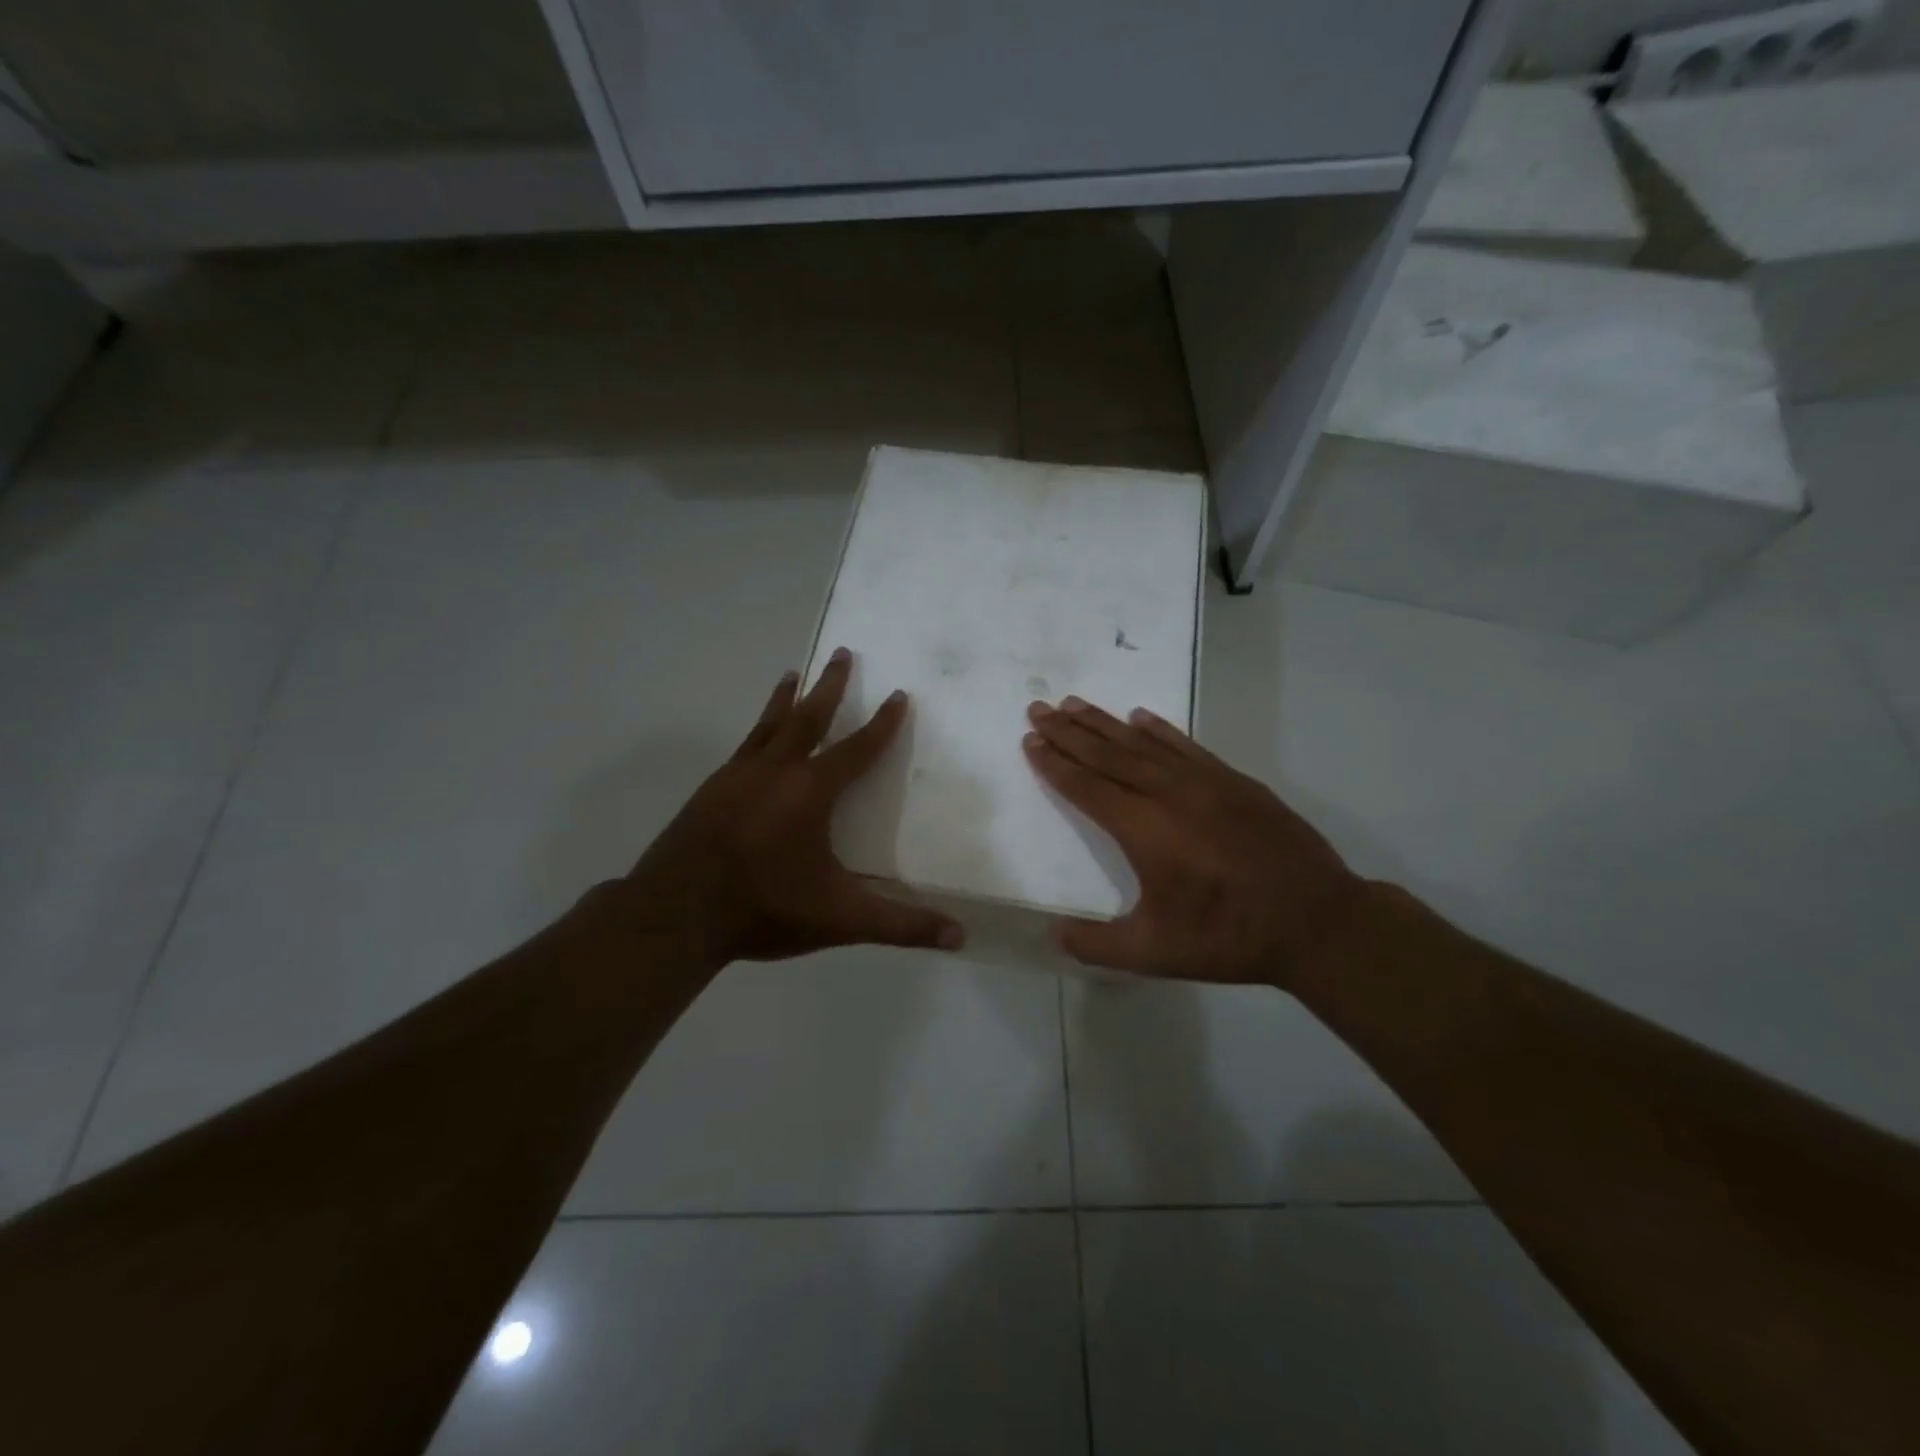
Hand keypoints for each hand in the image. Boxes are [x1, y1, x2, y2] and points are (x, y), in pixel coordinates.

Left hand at [613, 648, 963, 967]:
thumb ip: (901, 924)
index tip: (899, 695)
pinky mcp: (710, 789)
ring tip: (794, 673)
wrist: (676, 913)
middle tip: (843, 652)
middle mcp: (776, 770)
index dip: (883, 723)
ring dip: (787, 697)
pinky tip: (756, 737)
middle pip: (809, 716)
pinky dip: (758, 728)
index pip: (858, 748)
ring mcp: (737, 775)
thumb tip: (961, 936)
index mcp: (811, 791)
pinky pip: (743, 745)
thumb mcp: (841, 918)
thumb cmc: (765, 907)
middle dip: (831, 685)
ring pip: (769, 724)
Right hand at [1024, 697, 1363, 987]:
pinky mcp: (1234, 781)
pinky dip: (1159, 729)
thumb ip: (1099, 945)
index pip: (1087, 787)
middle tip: (1039, 707)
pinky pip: (1185, 745)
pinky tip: (1140, 717)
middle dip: (1069, 731)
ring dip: (1104, 723)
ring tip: (1075, 704)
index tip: (1031, 739)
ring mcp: (1204, 782)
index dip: (1055, 763)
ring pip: (1143, 743)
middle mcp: (1168, 794)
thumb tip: (1055, 935)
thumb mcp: (1155, 954)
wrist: (1316, 920)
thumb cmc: (1229, 936)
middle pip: (1107, 754)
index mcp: (1144, 830)